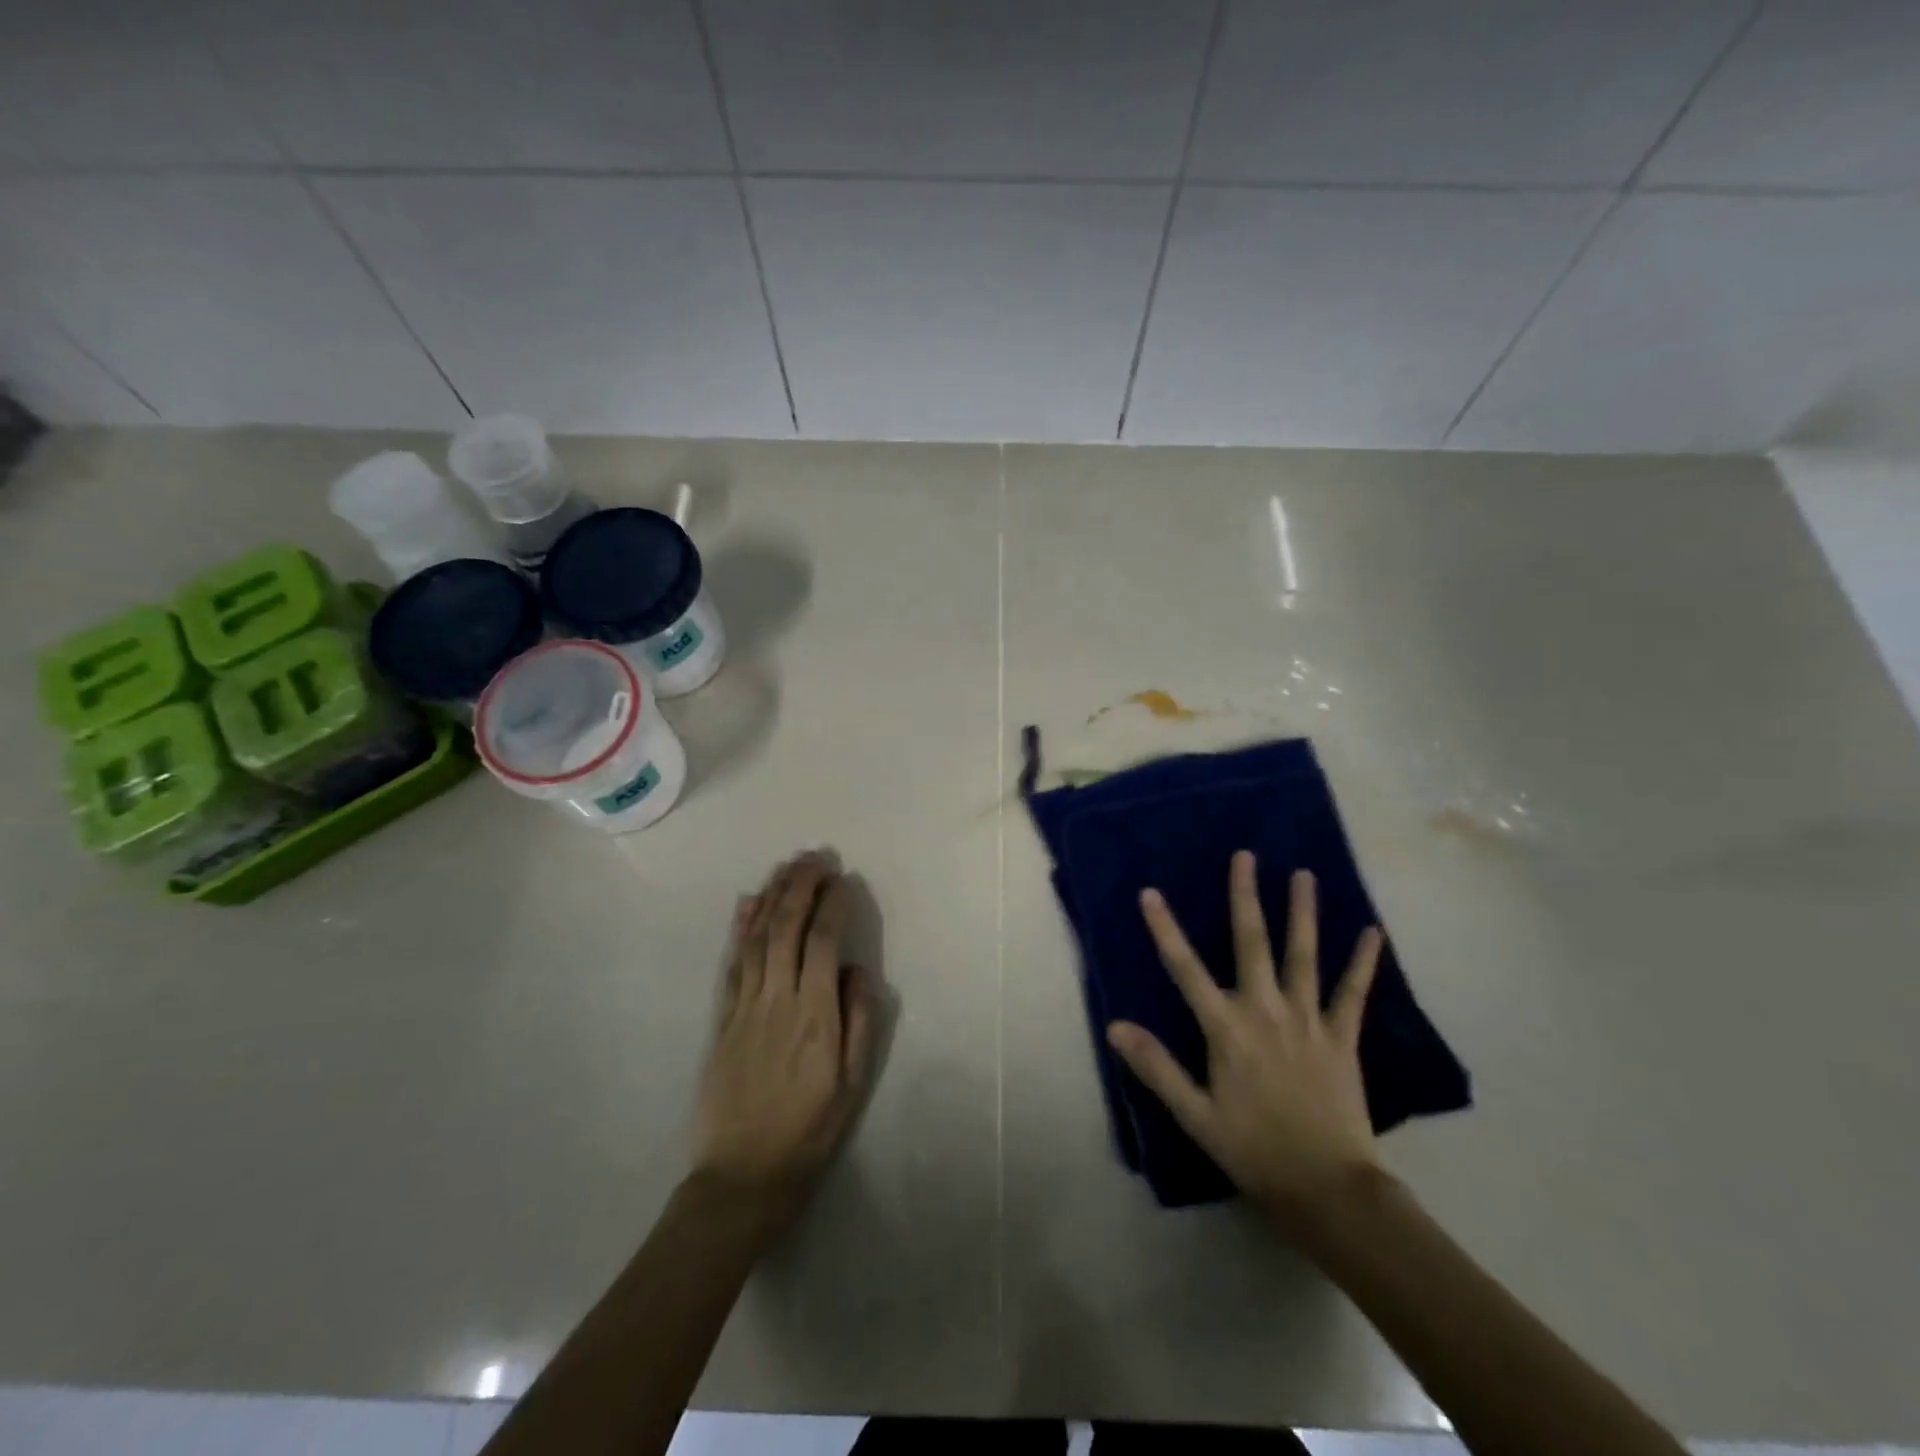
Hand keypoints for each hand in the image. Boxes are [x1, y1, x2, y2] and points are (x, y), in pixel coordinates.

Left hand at [691, 852, 878, 1225]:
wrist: (741, 1177)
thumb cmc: (809, 1132)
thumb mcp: (852, 1086)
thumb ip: (860, 1022)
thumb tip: (857, 970)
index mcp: (814, 1016)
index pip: (823, 943)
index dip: (833, 905)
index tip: (844, 880)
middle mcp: (777, 1001)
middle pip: (786, 928)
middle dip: (801, 885)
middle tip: (817, 857)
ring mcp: (744, 1007)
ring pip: (757, 937)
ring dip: (773, 895)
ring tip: (788, 865)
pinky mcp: (721, 1019)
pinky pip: (732, 963)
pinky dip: (741, 927)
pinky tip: (748, 902)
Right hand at [1106, 852, 1384, 1229]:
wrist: (1329, 1189)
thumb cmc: (1254, 1150)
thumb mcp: (1196, 1115)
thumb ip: (1157, 1067)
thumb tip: (1115, 1027)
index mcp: (1227, 1029)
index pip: (1186, 969)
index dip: (1165, 929)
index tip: (1151, 893)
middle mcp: (1266, 1011)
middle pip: (1251, 943)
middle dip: (1245, 897)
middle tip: (1245, 855)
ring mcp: (1308, 1020)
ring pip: (1304, 955)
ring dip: (1303, 912)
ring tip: (1304, 875)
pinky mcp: (1342, 1037)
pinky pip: (1353, 992)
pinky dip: (1363, 961)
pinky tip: (1373, 932)